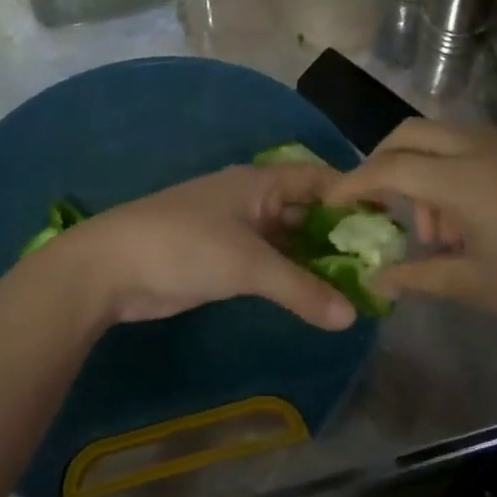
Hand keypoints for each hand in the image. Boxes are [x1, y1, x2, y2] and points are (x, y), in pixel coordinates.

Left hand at [53, 164, 355, 330]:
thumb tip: (352, 318)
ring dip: (316, 259)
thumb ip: (302, 290)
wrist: (110, 268)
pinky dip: (291, 276)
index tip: (386, 223)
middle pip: (306, 210)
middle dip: (338, 234)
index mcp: (259, 182)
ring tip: (356, 284)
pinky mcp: (221, 259)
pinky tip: (315, 296)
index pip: (319, 178)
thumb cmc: (184, 246)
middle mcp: (252, 199)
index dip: (353, 196)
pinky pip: (269, 262)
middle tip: (378, 263)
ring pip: (288, 239)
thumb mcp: (248, 265)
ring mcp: (235, 229)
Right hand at [323, 120, 496, 350]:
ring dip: (418, 170)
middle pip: (409, 134)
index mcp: (463, 179)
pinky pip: (467, 149)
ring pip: (439, 137)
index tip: (329, 202)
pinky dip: (446, 172)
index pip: (389, 167)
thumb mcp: (475, 285)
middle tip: (373, 207)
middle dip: (381, 163)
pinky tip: (459, 223)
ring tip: (429, 233)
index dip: (353, 183)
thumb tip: (374, 281)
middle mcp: (479, 149)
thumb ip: (417, 276)